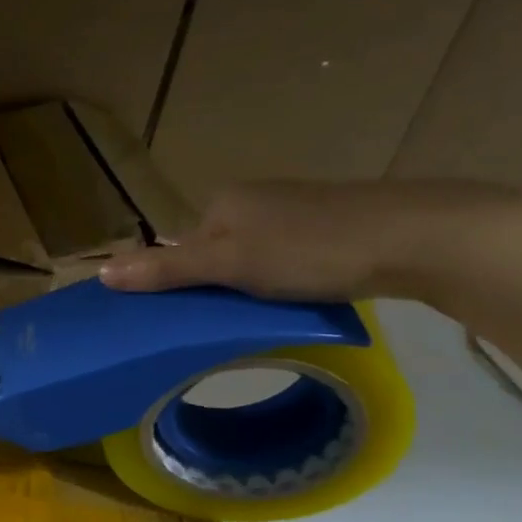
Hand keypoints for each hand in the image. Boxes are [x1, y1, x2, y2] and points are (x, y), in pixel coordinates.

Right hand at [99, 178, 521, 302]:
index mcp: (223, 201)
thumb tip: (101, 273)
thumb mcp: (230, 265)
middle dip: (215, 286)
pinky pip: (284, 257)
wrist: (420, 236)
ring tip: (265, 316)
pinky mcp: (331, 224)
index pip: (180, 248)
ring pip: (251, 256)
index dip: (180, 284)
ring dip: (249, 286)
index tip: (190, 319)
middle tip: (228, 322)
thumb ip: (166, 270)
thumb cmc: (312, 249)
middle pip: (213, 252)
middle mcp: (254, 199)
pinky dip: (282, 280)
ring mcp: (294, 210)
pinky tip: (300, 298)